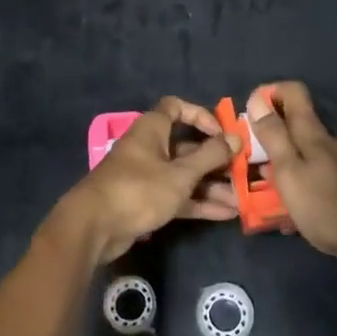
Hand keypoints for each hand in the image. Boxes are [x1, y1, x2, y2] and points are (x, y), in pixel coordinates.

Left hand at [55, 98, 240, 262]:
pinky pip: (177, 196)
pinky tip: (225, 215)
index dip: (200, 116)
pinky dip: (198, 203)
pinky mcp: (146, 202)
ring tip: (240, 200)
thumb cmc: (139, 189)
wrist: (94, 227)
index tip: (222, 133)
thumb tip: (236, 138)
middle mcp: (149, 148)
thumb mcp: (180, 174)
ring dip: (211, 186)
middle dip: (215, 160)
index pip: (176, 108)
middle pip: (186, 146)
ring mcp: (147, 176)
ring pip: (184, 175)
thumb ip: (210, 156)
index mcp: (152, 129)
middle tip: (242, 172)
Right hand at [246, 82, 336, 265]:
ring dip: (281, 163)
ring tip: (263, 189)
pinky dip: (298, 183)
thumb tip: (256, 98)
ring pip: (303, 152)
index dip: (269, 93)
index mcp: (312, 133)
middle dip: (269, 135)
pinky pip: (314, 174)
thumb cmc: (326, 206)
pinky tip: (291, 211)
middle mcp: (327, 141)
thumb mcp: (289, 171)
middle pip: (295, 123)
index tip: (249, 114)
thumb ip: (273, 135)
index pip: (293, 91)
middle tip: (248, 159)